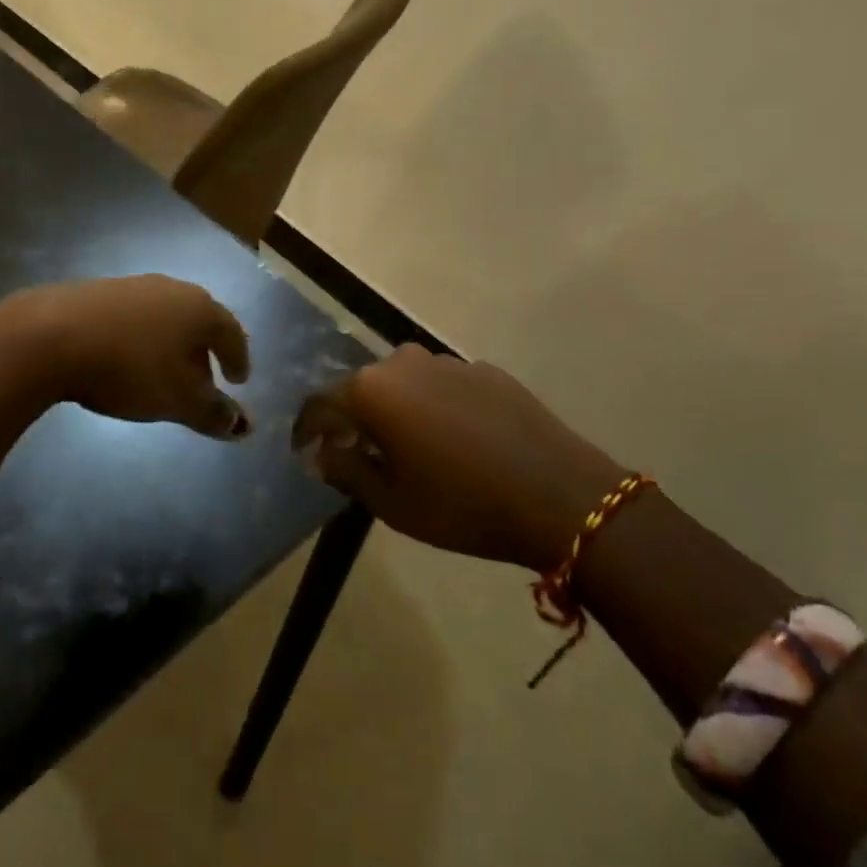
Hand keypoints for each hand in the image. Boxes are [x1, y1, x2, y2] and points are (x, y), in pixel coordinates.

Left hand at [0, 274, 252, 439]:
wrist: (50, 335)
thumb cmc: (128, 368)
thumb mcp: (176, 400)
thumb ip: (213, 414)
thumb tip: (244, 426)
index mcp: (199, 309)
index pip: (231, 332)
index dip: (238, 359)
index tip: (239, 381)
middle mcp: (172, 289)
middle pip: (198, 321)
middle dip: (204, 353)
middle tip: (204, 383)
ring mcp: (133, 286)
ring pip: (165, 318)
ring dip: (172, 345)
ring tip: (163, 374)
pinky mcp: (98, 290)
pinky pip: (134, 317)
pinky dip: (142, 338)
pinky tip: (126, 359)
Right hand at [293, 344, 627, 570]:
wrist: (560, 495)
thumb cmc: (462, 505)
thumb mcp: (392, 502)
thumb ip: (346, 471)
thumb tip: (320, 454)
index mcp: (373, 390)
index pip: (320, 402)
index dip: (308, 429)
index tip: (306, 451)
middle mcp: (404, 362)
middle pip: (362, 387)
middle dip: (353, 417)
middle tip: (357, 453)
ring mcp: (448, 361)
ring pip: (404, 382)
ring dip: (395, 409)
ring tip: (406, 446)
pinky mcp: (485, 370)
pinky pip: (442, 385)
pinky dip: (433, 406)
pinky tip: (453, 439)